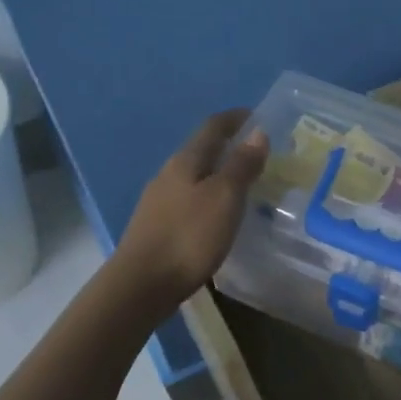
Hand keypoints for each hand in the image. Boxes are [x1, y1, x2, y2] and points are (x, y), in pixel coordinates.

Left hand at [114, 110, 267, 315]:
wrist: (142, 284)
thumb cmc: (189, 236)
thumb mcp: (224, 197)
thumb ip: (241, 165)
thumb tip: (258, 132)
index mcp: (185, 161)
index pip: (212, 128)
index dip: (235, 119)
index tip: (256, 115)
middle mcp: (169, 175)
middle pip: (201, 151)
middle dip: (228, 147)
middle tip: (258, 153)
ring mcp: (159, 201)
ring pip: (194, 177)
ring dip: (219, 175)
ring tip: (244, 185)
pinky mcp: (158, 227)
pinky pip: (189, 201)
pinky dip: (209, 198)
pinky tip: (219, 215)